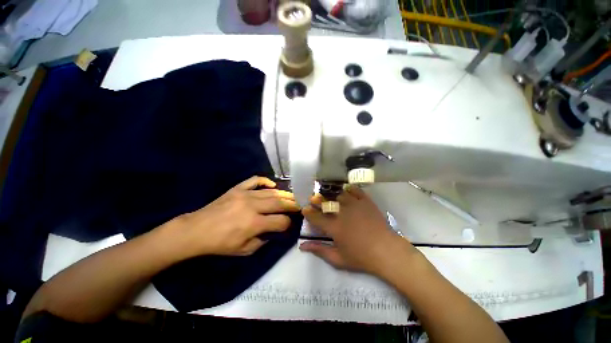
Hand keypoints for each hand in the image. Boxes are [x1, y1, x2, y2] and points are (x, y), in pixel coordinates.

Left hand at [166, 176, 299, 257]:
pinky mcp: (238, 189)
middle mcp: (253, 207)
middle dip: (292, 205)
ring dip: (283, 194)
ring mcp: (245, 195)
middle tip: (299, 205)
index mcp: (254, 224)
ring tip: (292, 196)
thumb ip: (262, 241)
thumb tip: (273, 231)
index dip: (288, 223)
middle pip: (279, 203)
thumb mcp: (243, 251)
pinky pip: (255, 180)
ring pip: (271, 192)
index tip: (289, 224)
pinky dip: (265, 181)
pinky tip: (272, 185)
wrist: (196, 230)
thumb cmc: (220, 244)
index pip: (280, 221)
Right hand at [300, 185, 417, 274]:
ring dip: (331, 193)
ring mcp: (354, 205)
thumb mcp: (338, 259)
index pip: (315, 217)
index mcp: (334, 227)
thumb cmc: (361, 258)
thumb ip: (319, 251)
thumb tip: (302, 246)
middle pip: (325, 202)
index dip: (308, 212)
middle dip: (317, 200)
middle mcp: (342, 213)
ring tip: (328, 194)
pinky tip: (345, 189)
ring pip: (338, 193)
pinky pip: (355, 190)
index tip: (305, 209)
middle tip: (314, 199)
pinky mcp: (365, 201)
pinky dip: (349, 188)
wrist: (387, 251)